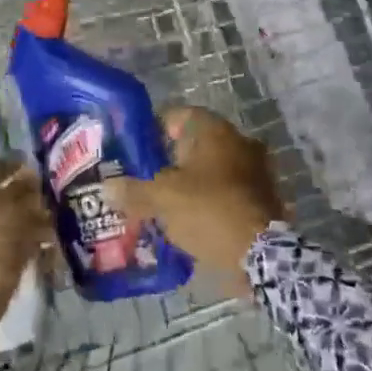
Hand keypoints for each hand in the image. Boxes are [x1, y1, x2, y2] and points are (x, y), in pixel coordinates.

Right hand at [112, 107, 284, 289]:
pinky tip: (190, 220)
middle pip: (197, 144)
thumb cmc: (208, 210)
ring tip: (165, 202)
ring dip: (192, 182)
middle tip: (147, 176)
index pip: (181, 115)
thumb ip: (133, 191)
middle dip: (173, 159)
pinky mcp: (264, 200)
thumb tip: (107, 188)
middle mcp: (241, 143)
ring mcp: (257, 172)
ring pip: (213, 170)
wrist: (261, 255)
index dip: (157, 128)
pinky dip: (210, 201)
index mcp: (216, 132)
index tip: (139, 147)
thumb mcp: (161, 199)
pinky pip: (228, 193)